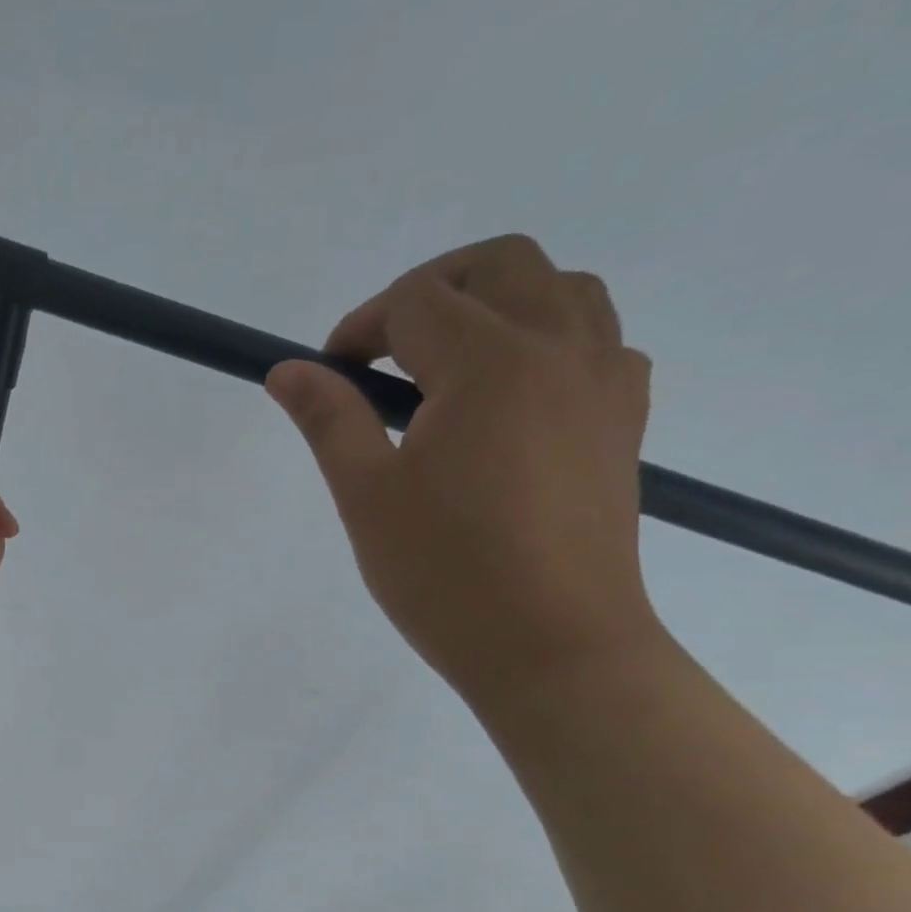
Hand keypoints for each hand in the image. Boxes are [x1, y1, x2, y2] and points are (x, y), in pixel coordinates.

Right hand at [266, 235, 660, 709]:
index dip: (360, 327)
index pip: (417, 302)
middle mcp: (560, 348)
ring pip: (560, 289)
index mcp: (490, 362)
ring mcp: (604, 381)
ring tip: (445, 369)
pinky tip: (507, 400)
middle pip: (500, 264)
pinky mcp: (624, 421)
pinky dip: (546, 339)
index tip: (328, 376)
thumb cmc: (446, 575)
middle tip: (383, 354)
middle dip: (430, 289)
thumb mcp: (368, 496)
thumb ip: (329, 420)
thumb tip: (286, 369)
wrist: (553, 648)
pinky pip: (595, 340)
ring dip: (496, 303)